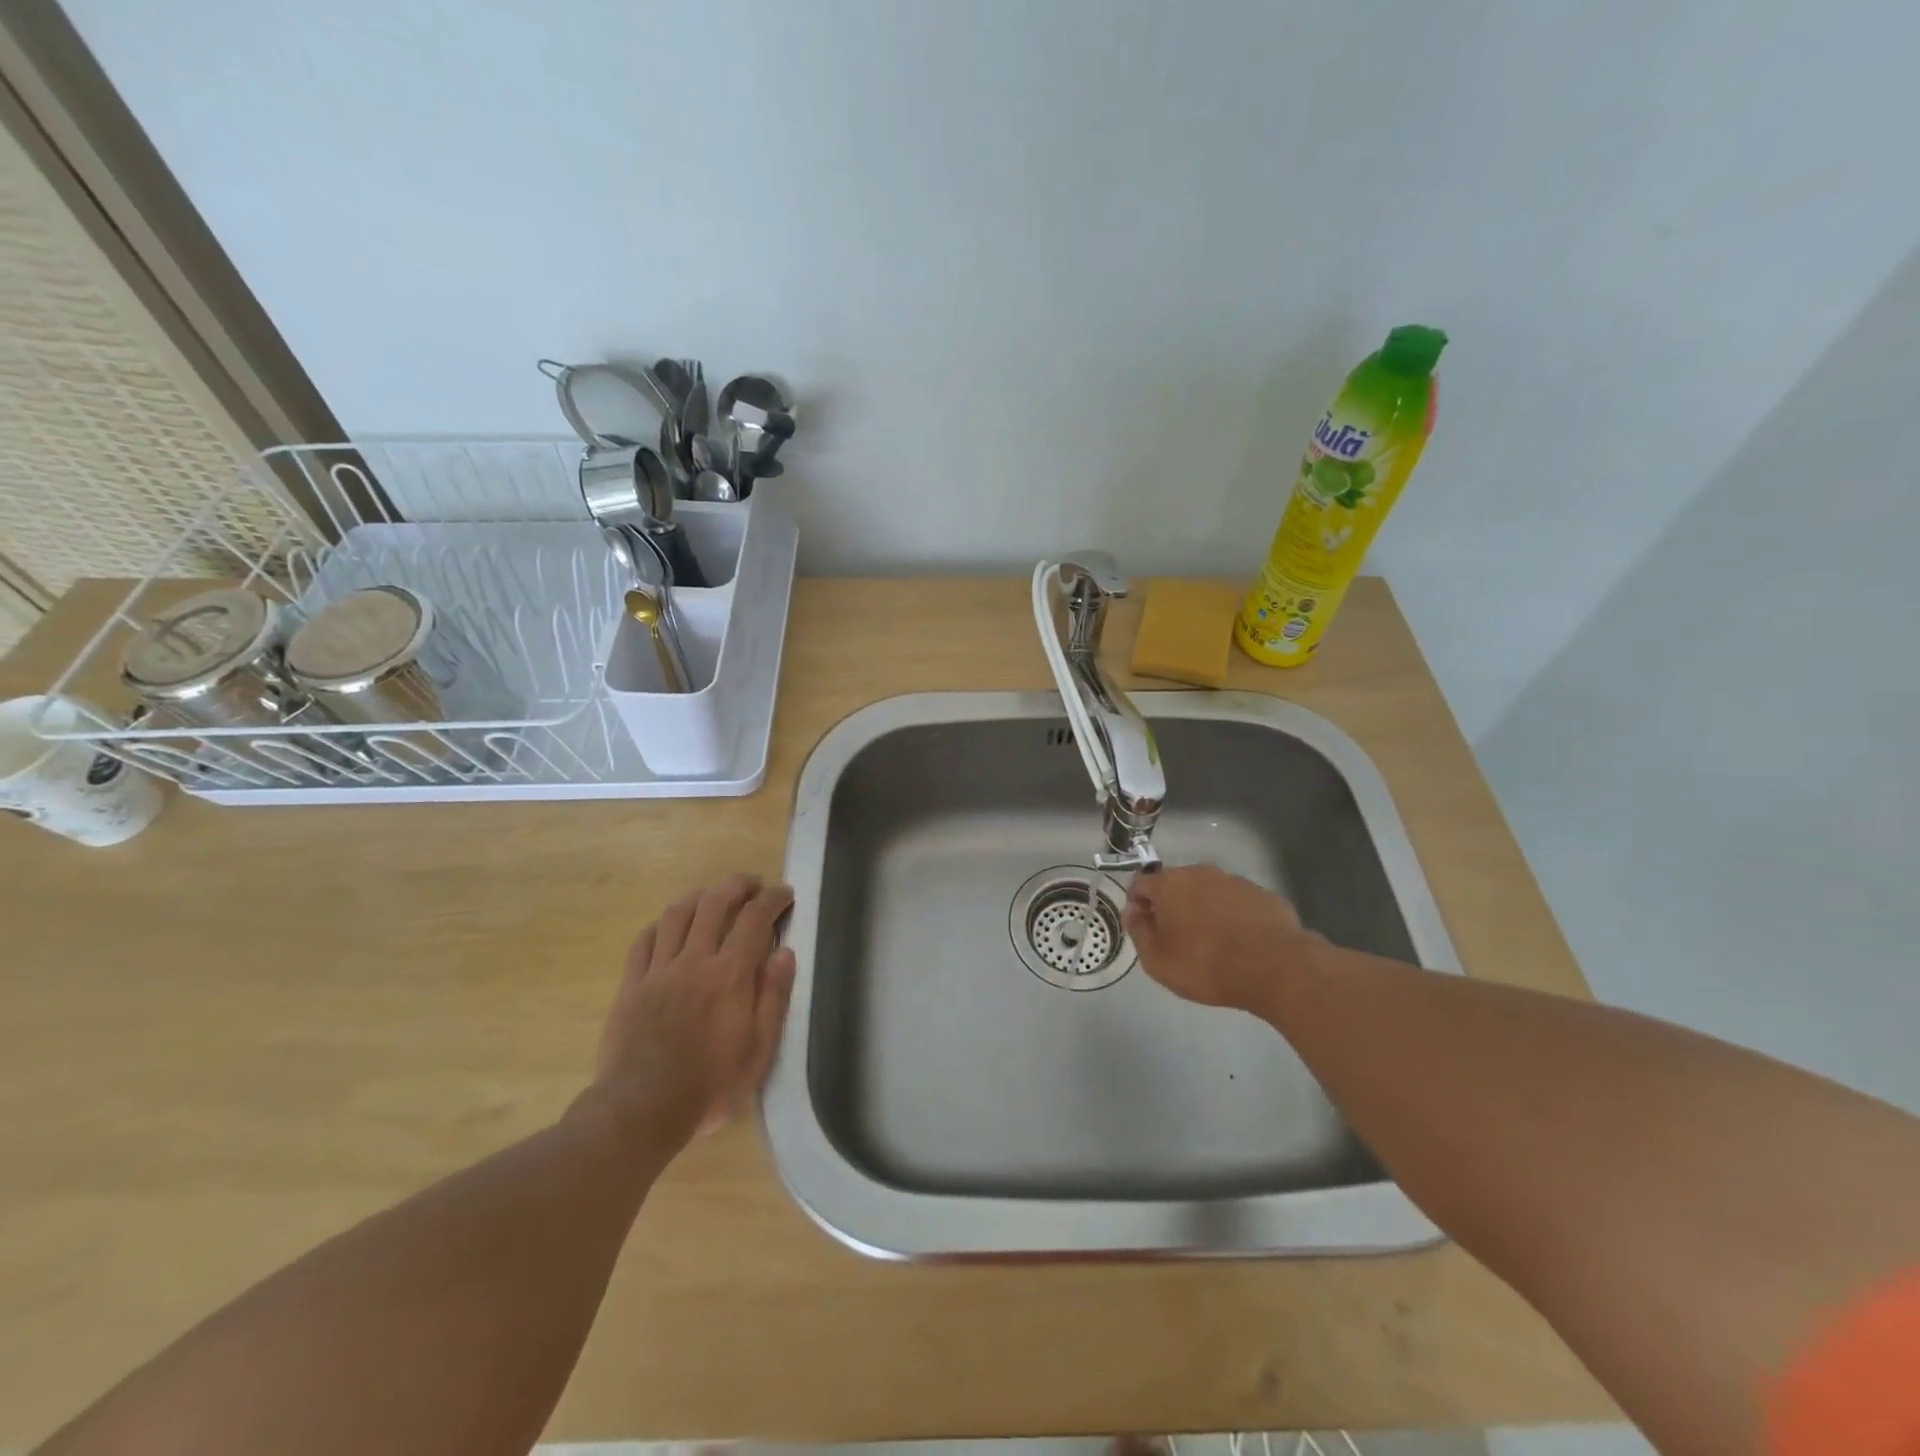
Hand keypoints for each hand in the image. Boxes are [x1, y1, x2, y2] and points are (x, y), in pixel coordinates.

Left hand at [590, 872, 796, 1147]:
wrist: (640, 1111)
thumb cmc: (709, 1086)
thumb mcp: (758, 1051)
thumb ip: (773, 998)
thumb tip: (785, 953)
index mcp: (729, 975)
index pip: (754, 919)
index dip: (772, 899)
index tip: (784, 894)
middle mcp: (693, 961)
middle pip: (714, 904)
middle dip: (737, 886)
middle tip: (752, 884)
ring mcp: (658, 971)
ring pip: (676, 915)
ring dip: (699, 897)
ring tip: (712, 896)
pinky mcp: (631, 986)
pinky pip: (643, 941)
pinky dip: (660, 924)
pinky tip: (668, 925)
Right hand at [1121, 864, 1321, 1013]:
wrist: (1275, 968)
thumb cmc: (1206, 965)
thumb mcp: (1157, 960)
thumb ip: (1138, 931)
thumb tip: (1133, 912)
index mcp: (1170, 884)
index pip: (1141, 882)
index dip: (1137, 903)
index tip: (1143, 927)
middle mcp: (1201, 872)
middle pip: (1176, 884)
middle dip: (1171, 905)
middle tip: (1176, 937)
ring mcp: (1235, 881)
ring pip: (1208, 891)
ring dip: (1203, 909)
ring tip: (1211, 942)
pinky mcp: (1263, 894)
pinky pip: (1237, 902)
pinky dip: (1232, 916)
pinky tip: (1240, 942)